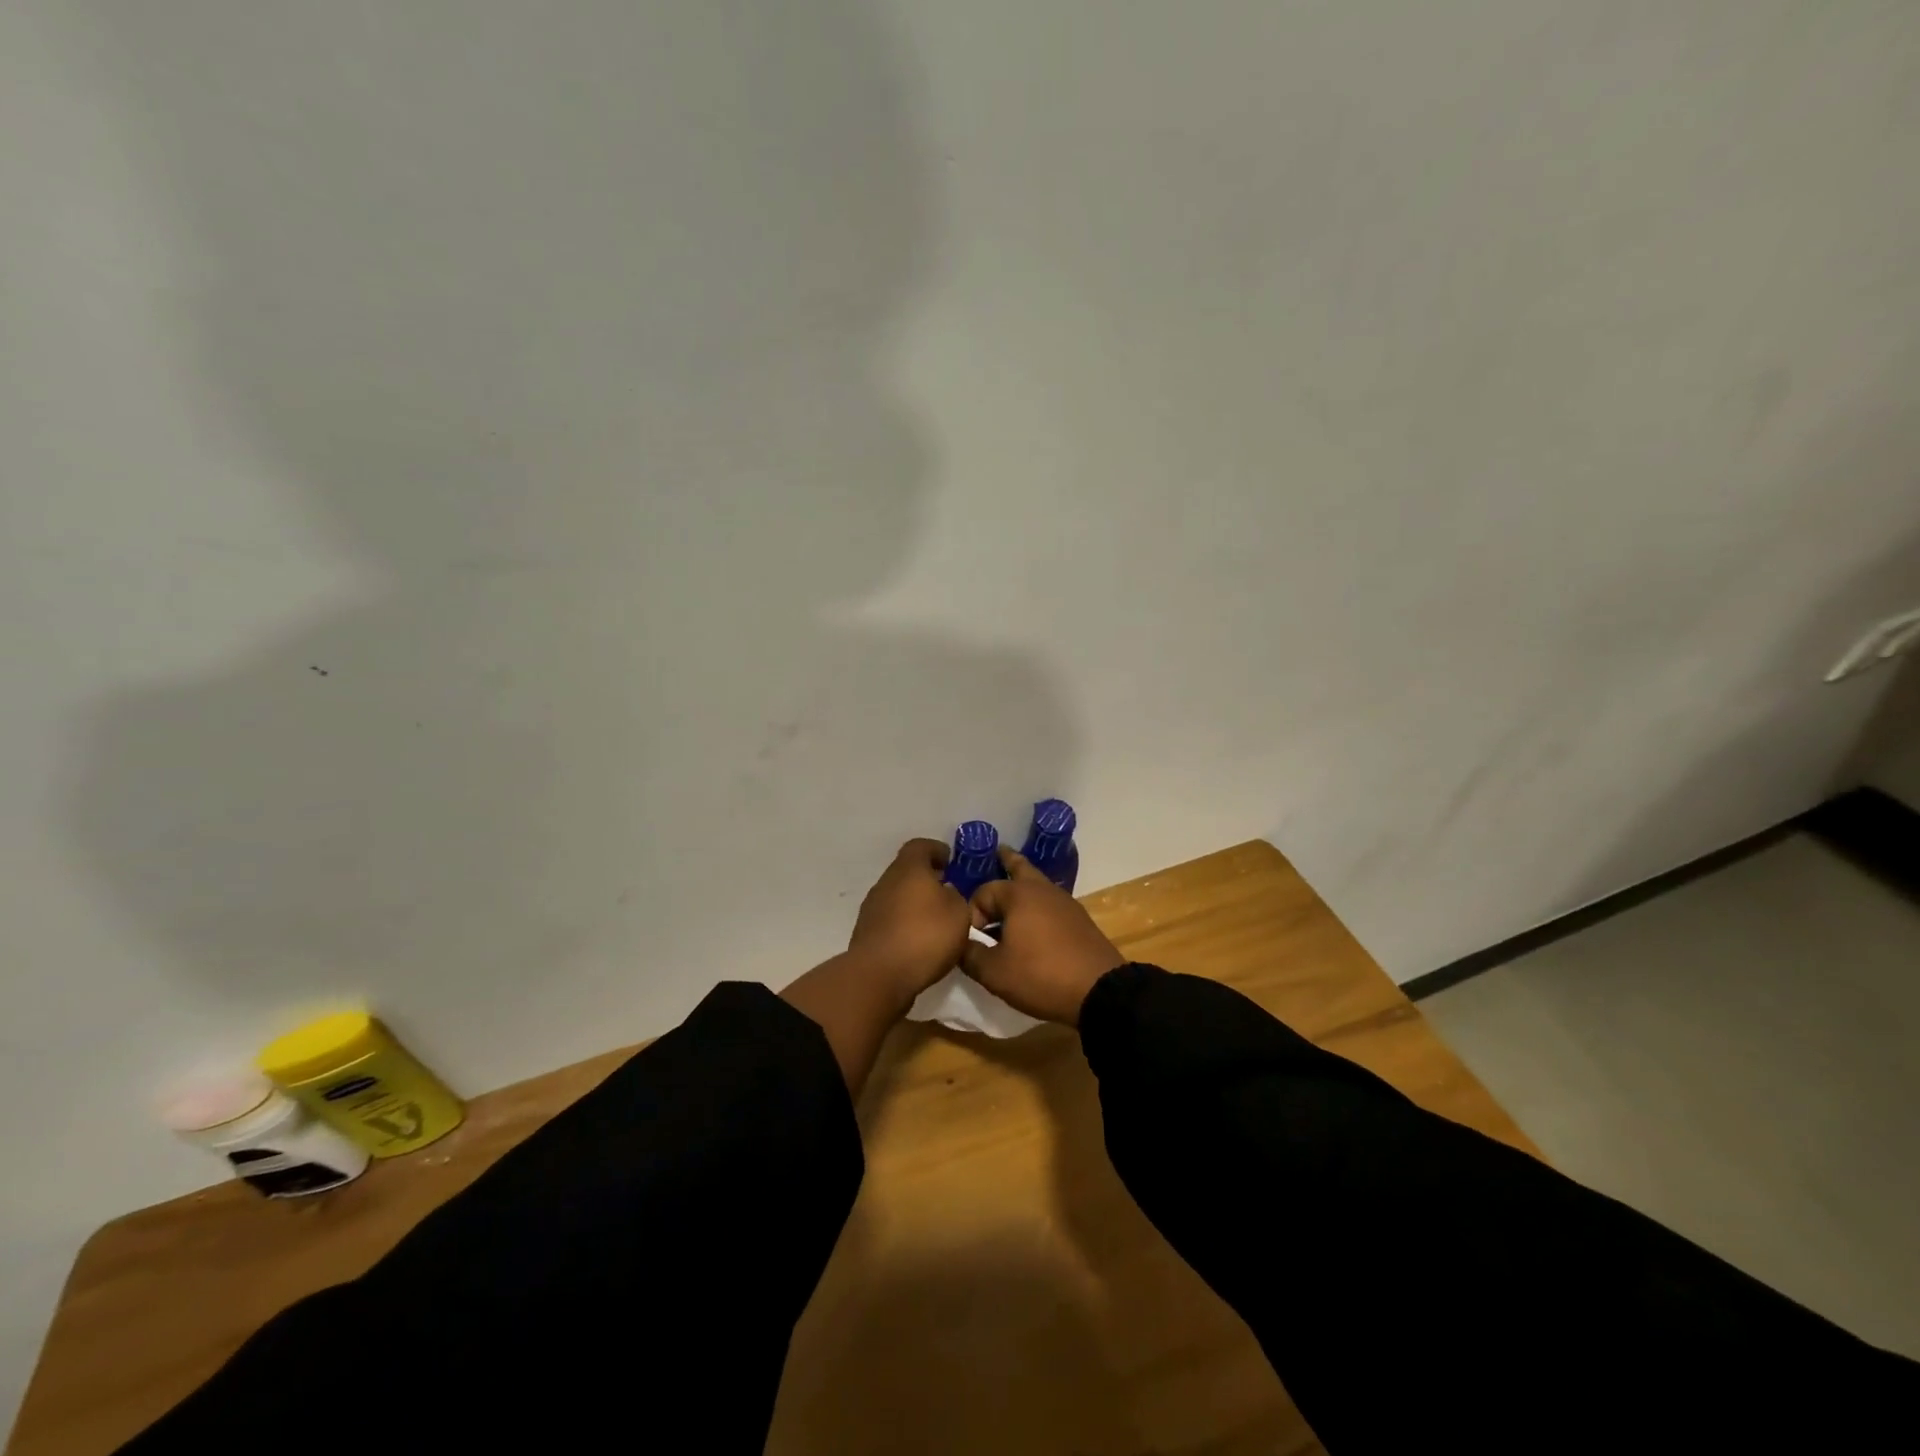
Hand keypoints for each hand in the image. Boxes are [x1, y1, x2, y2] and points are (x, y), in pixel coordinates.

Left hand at [846, 838, 972, 1000]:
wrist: (879, 975)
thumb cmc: (925, 935)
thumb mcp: (959, 913)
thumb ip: (956, 897)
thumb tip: (946, 893)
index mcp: (909, 868)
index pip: (921, 846)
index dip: (937, 850)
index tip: (951, 861)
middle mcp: (886, 882)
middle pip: (907, 871)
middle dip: (927, 879)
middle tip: (949, 892)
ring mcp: (872, 908)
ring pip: (898, 896)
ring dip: (915, 904)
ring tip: (937, 921)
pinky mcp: (867, 933)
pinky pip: (891, 920)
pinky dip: (905, 924)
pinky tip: (920, 942)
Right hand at [962, 847, 1125, 1024]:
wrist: (1099, 991)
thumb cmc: (1040, 975)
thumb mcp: (994, 972)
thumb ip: (969, 954)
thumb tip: (959, 943)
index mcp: (1018, 894)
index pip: (983, 892)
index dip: (972, 913)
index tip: (972, 938)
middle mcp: (1042, 889)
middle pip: (1020, 866)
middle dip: (1006, 861)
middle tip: (997, 852)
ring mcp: (1065, 902)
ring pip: (1037, 884)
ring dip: (1022, 885)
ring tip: (1011, 891)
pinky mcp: (1079, 919)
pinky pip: (1050, 903)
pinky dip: (1038, 904)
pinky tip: (1033, 920)